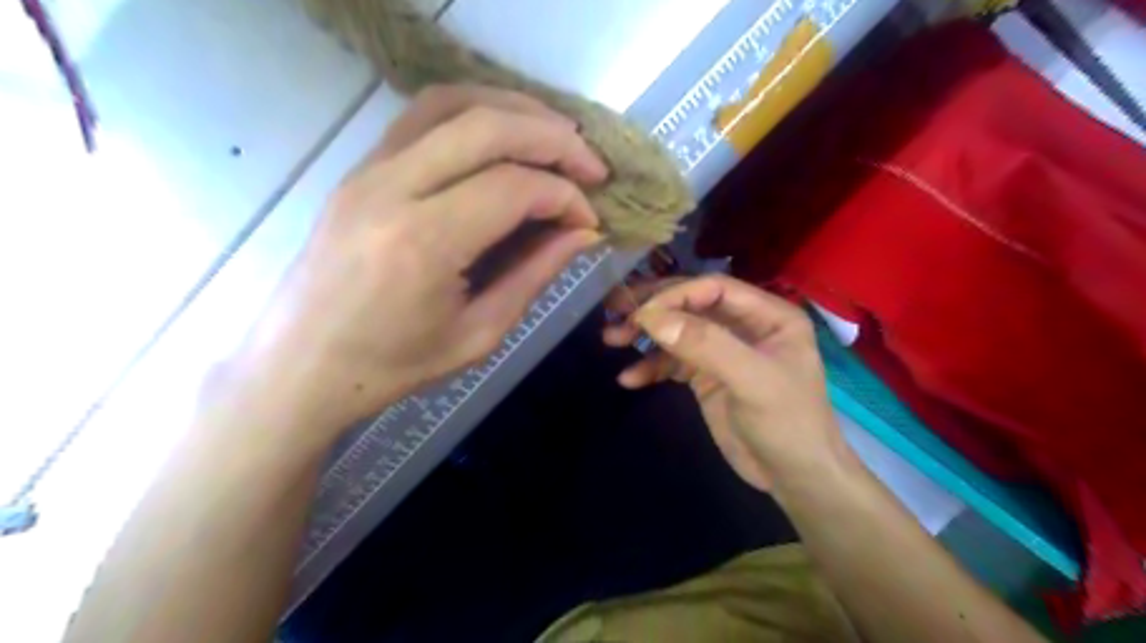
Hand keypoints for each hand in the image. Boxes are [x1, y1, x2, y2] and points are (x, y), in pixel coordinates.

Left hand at [240, 83, 607, 437]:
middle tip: (592, 165)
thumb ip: (535, 275)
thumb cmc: (393, 365)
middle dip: (553, 139)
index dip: (564, 196)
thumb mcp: (479, 333)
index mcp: (423, 243)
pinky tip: (503, 135)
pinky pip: (422, 115)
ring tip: (556, 136)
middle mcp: (391, 189)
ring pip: (452, 103)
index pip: (513, 188)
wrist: (302, 365)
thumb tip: (582, 232)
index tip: (590, 218)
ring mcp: (367, 169)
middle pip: (487, 127)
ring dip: (515, 110)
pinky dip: (474, 112)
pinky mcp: (359, 168)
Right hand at [602, 274, 843, 488]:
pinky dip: (651, 367)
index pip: (714, 289)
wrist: (794, 479)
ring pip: (678, 331)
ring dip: (645, 336)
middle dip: (654, 310)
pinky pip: (673, 362)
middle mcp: (744, 326)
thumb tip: (651, 318)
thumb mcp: (752, 381)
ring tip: (611, 338)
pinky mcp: (706, 377)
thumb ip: (705, 345)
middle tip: (614, 312)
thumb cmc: (787, 423)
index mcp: (768, 315)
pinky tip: (629, 379)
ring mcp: (723, 351)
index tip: (640, 311)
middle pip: (691, 305)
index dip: (676, 295)